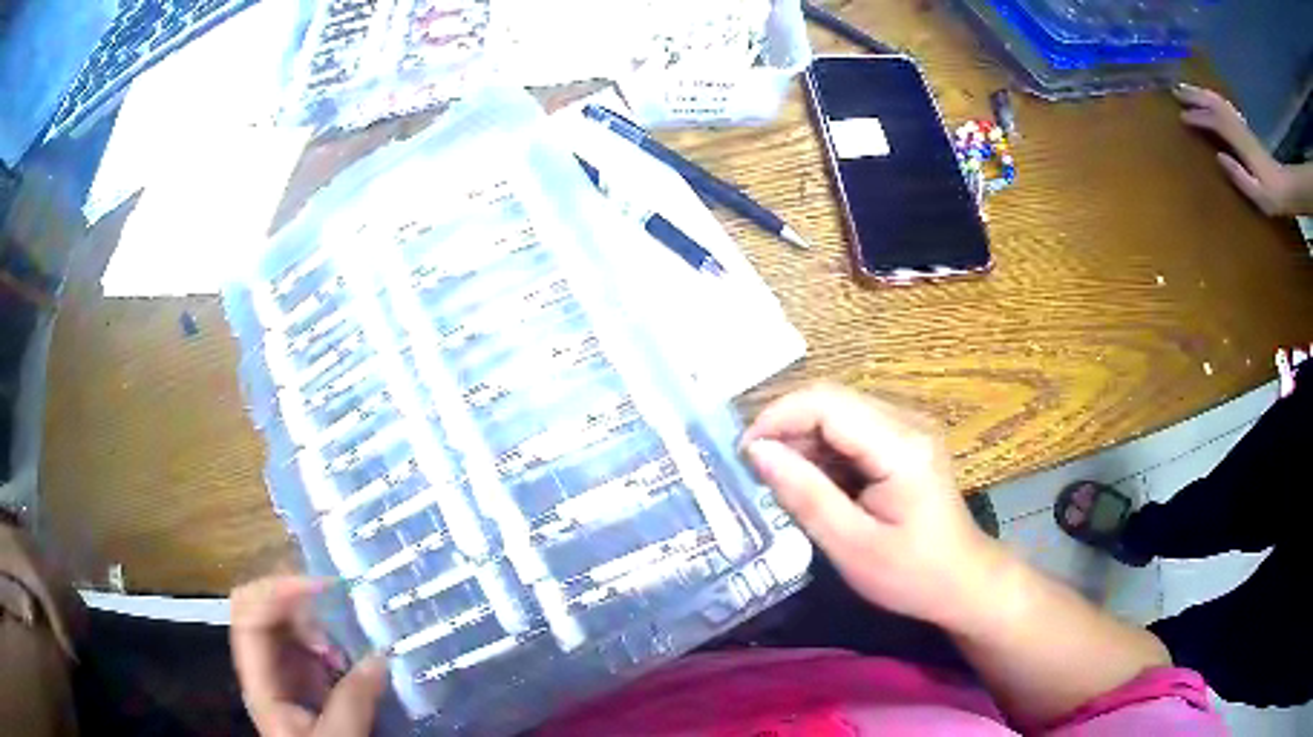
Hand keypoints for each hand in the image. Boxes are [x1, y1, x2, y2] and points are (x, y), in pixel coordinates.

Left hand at [231, 576, 386, 736]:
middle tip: (337, 608)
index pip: (250, 619)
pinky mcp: (302, 683)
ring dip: (315, 624)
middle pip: (263, 612)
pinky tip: (346, 658)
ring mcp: (281, 675)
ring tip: (345, 643)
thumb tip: (380, 657)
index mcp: (261, 683)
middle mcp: (264, 670)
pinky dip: (327, 641)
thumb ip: (354, 700)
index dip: (275, 592)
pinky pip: (307, 647)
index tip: (319, 586)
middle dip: (298, 603)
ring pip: (285, 626)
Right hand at [742, 384, 999, 629]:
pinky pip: (853, 428)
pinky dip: (823, 448)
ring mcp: (909, 427)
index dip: (777, 417)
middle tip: (755, 470)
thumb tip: (757, 452)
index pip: (827, 403)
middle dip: (786, 427)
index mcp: (901, 447)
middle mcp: (908, 422)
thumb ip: (805, 495)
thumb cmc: (911, 574)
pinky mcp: (906, 439)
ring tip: (779, 480)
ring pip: (839, 410)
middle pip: (832, 399)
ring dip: (802, 438)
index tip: (743, 454)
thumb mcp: (851, 546)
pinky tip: (812, 481)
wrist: (963, 581)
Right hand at [1175, 83, 1303, 215]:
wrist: (1287, 188)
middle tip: (1175, 92)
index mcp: (1241, 144)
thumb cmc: (1274, 196)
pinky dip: (1213, 99)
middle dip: (1196, 96)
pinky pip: (1226, 107)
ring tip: (1186, 90)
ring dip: (1202, 93)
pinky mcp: (1245, 129)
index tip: (1182, 117)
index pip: (1216, 122)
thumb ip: (1240, 177)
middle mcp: (1240, 129)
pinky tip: (1207, 98)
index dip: (1199, 117)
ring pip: (1219, 102)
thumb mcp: (1259, 196)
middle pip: (1215, 105)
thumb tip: (1218, 157)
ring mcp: (1243, 127)